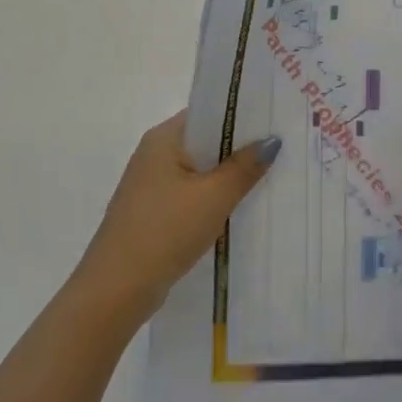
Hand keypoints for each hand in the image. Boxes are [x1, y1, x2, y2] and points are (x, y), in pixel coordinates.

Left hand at [73, 113, 280, 328]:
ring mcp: (151, 186)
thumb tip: (271, 140)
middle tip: (284, 150)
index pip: (208, 113)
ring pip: (199, 173)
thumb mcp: (214, 197)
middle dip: (240, 149)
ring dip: (228, 177)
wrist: (117, 288)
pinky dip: (213, 200)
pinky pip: (191, 196)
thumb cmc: (166, 230)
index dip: (241, 116)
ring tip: (270, 178)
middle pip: (205, 143)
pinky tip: (239, 210)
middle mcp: (154, 155)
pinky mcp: (154, 213)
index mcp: (164, 139)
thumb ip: (244, 167)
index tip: (276, 120)